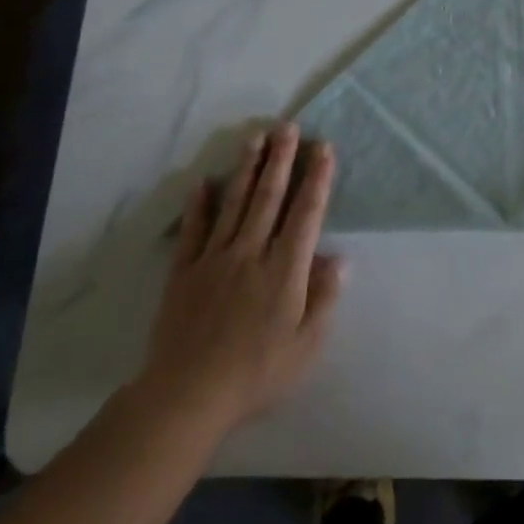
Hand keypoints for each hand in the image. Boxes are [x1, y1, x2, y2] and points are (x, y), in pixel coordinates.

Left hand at [133, 125, 345, 444]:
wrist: (187, 396)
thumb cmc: (257, 373)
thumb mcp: (306, 344)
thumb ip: (324, 297)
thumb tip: (339, 257)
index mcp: (285, 270)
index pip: (306, 214)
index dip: (316, 179)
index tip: (323, 149)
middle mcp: (251, 253)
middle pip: (269, 197)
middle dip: (282, 159)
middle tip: (288, 127)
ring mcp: (214, 259)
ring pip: (235, 204)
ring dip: (248, 169)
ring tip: (256, 137)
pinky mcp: (184, 272)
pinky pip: (193, 230)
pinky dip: (199, 204)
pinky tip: (203, 181)